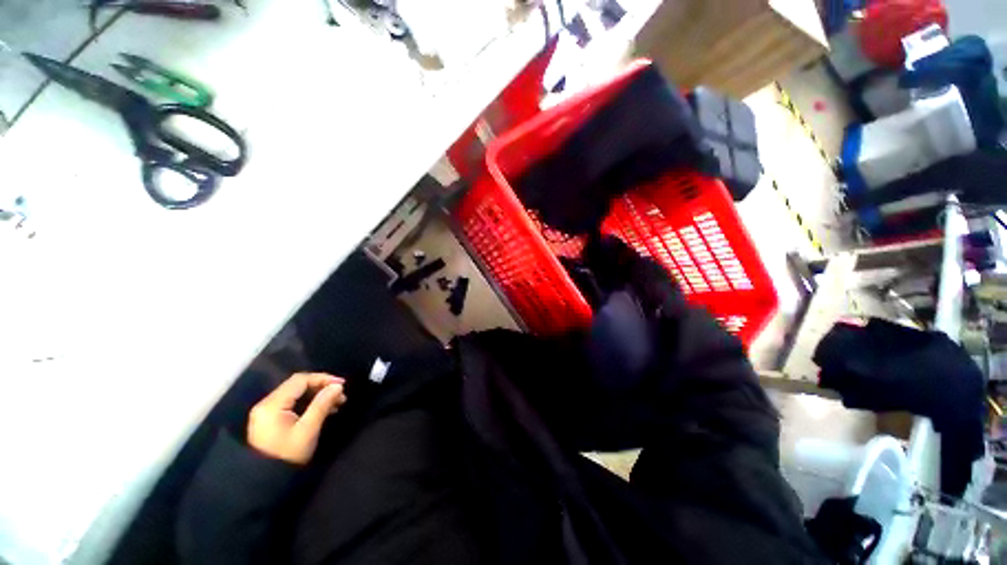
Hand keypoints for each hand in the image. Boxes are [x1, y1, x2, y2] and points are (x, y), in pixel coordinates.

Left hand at [247, 372, 346, 464]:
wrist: (265, 483)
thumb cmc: (288, 455)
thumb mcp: (308, 430)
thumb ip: (322, 405)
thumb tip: (337, 386)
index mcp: (272, 404)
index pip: (300, 380)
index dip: (323, 378)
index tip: (342, 384)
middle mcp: (266, 404)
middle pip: (297, 385)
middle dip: (321, 387)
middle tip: (340, 395)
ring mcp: (266, 412)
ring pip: (296, 394)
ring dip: (317, 395)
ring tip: (336, 403)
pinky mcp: (270, 420)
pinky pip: (291, 403)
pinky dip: (308, 403)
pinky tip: (323, 410)